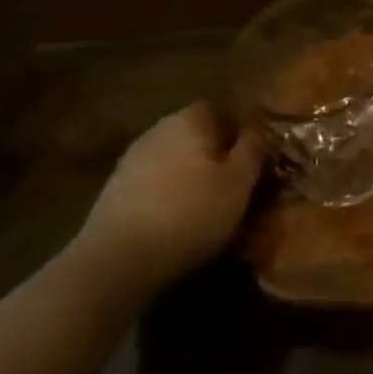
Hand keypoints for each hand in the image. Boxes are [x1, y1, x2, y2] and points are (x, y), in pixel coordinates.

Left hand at [71, 102, 263, 294]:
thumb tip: (259, 127)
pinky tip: (173, 224)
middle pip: (196, 135)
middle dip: (214, 156)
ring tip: (204, 210)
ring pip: (173, 160)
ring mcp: (131, 160)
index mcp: (190, 119)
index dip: (240, 135)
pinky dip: (165, 197)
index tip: (251, 164)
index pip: (222, 111)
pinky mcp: (113, 191)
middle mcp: (158, 129)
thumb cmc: (189, 214)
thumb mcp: (239, 183)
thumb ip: (254, 148)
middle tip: (232, 188)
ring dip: (188, 178)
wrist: (116, 261)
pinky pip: (152, 184)